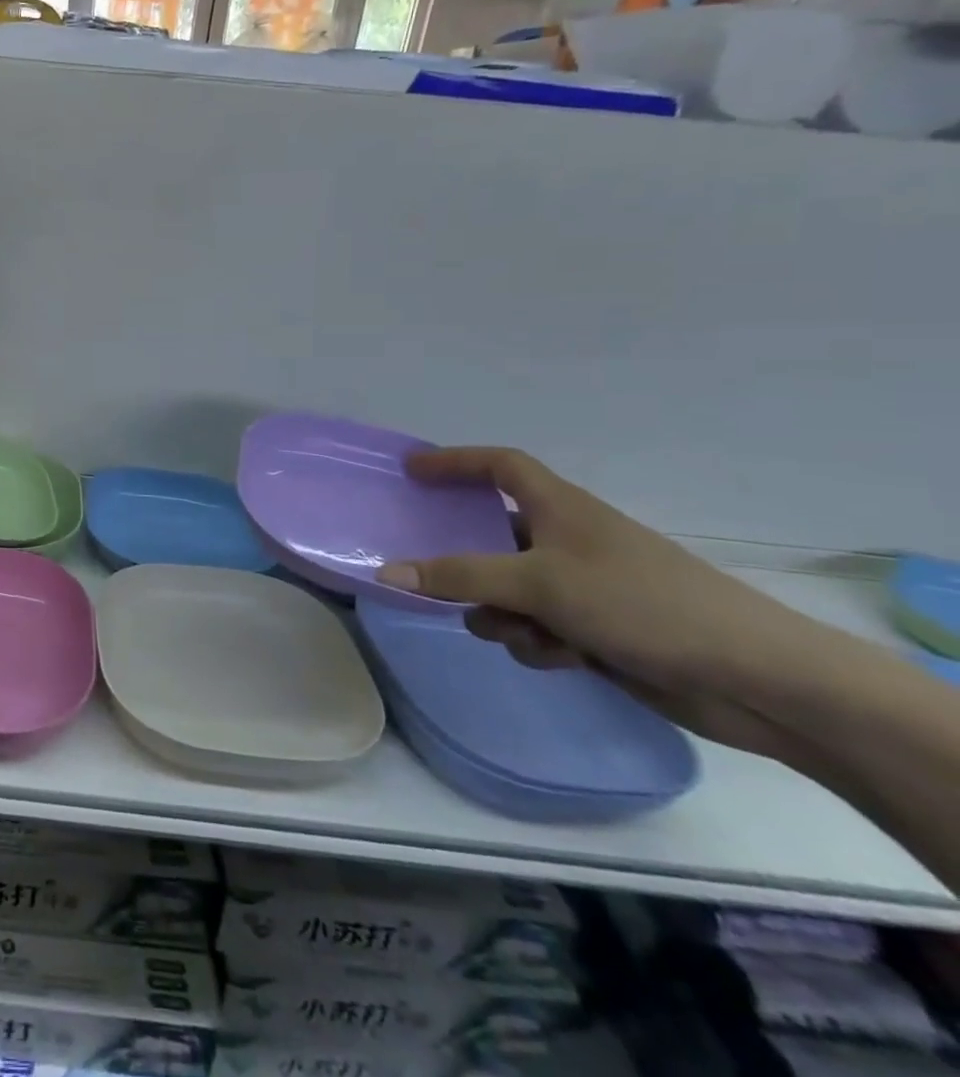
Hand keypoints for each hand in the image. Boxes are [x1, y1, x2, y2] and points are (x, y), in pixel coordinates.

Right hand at [373, 447, 844, 758]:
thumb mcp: (538, 583)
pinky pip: (538, 626)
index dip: (454, 461)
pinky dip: (538, 641)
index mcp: (560, 508)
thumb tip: (386, 570)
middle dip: (467, 562)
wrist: (754, 678)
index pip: (499, 465)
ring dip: (502, 613)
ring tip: (518, 631)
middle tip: (429, 572)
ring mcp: (584, 587)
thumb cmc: (640, 603)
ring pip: (510, 589)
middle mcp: (568, 540)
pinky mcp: (597, 629)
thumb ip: (459, 576)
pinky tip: (562, 659)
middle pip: (494, 536)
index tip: (411, 469)